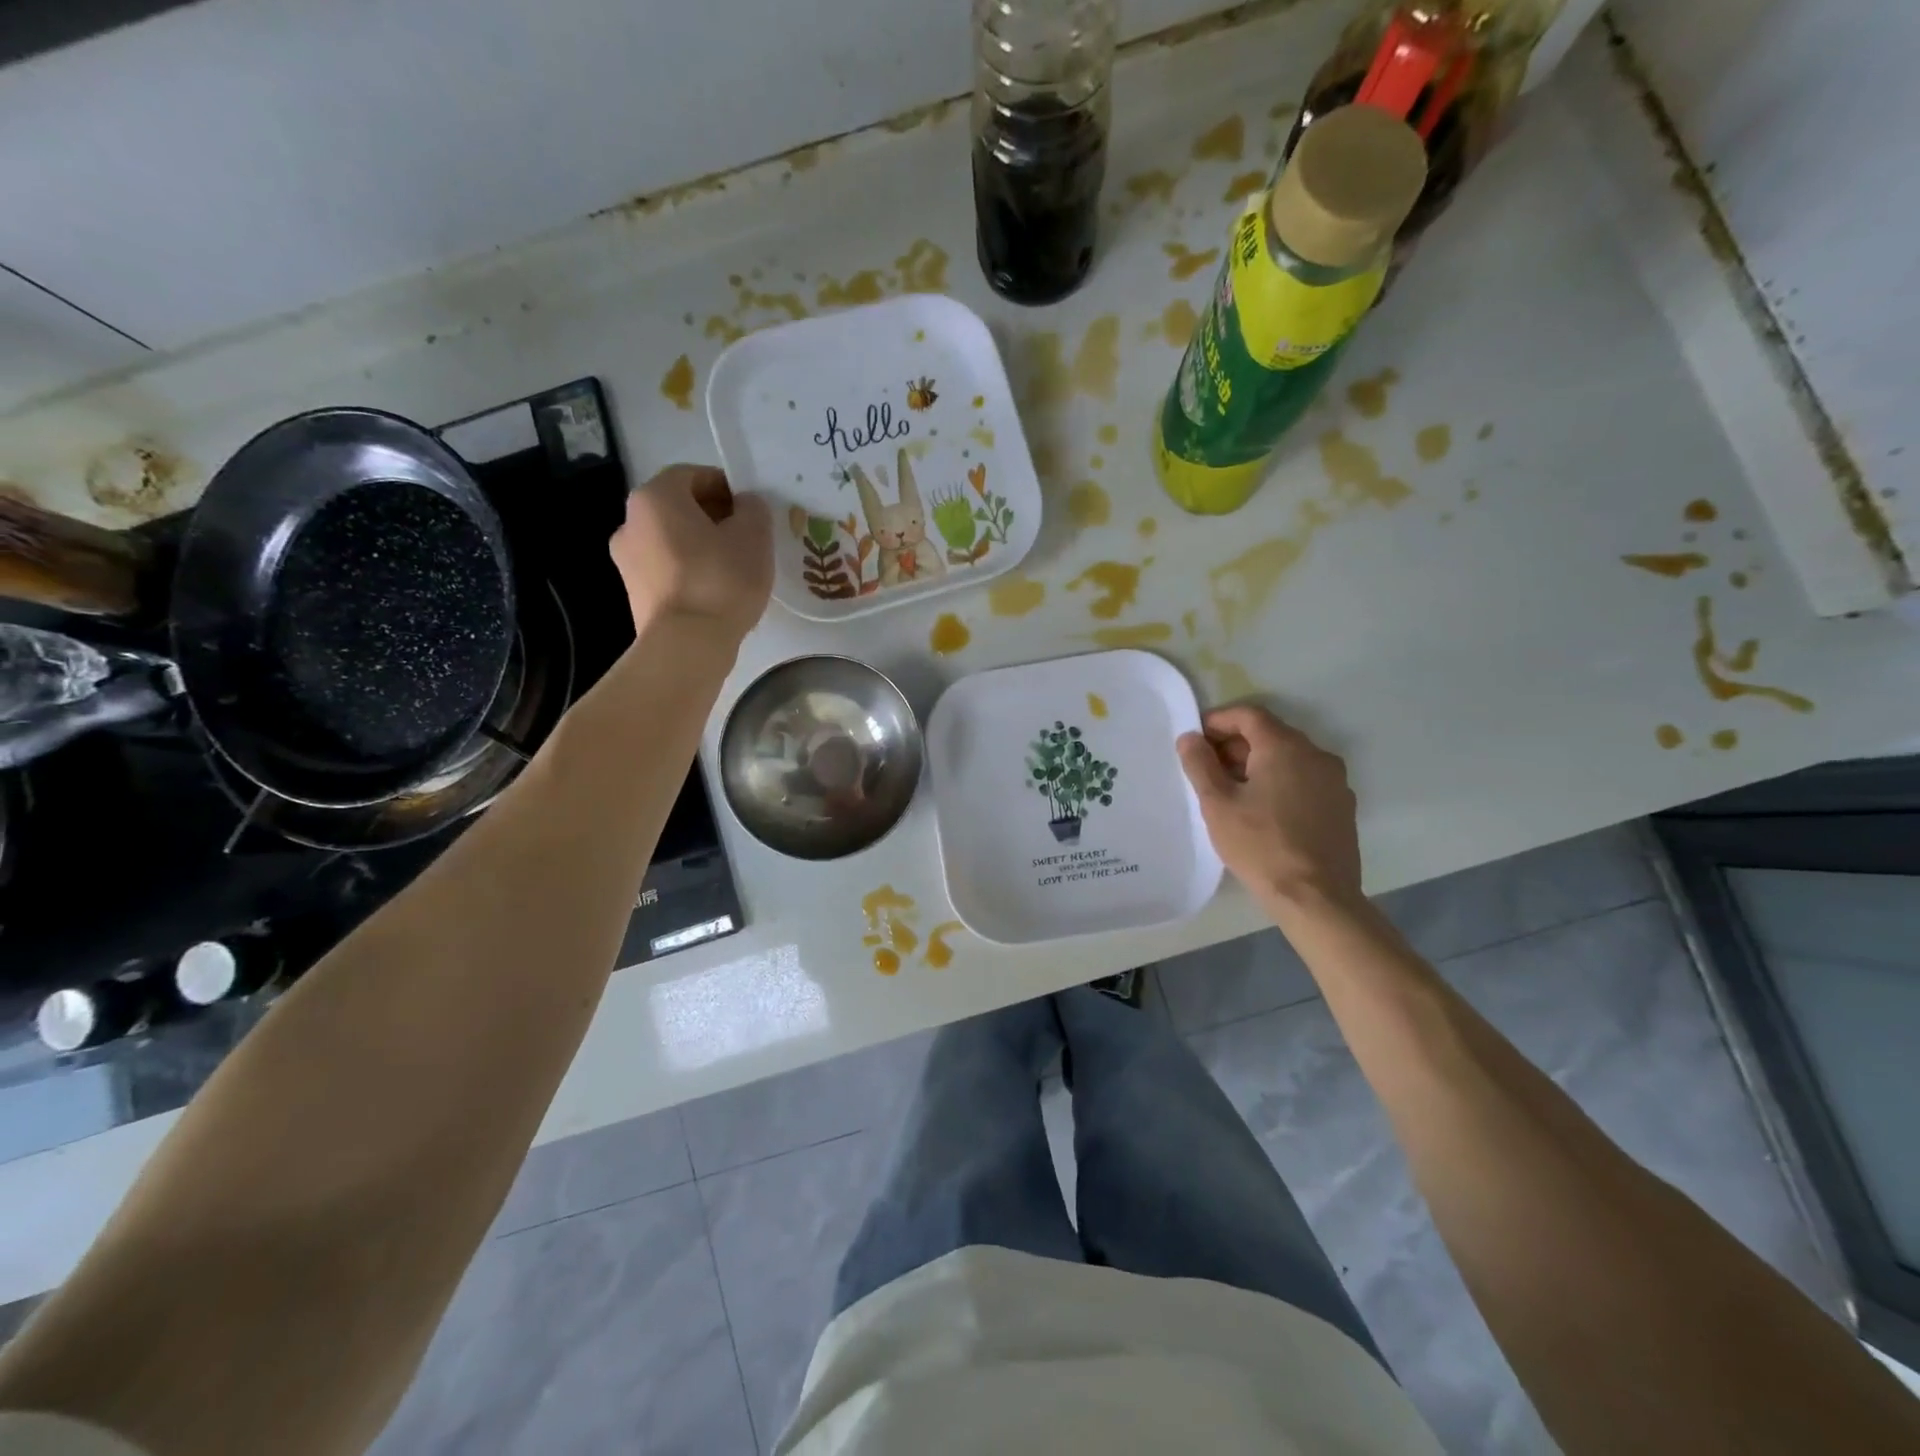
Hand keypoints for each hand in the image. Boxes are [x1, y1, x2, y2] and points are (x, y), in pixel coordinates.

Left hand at [609, 465, 772, 640]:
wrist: (687, 645)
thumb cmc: (721, 580)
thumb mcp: (753, 537)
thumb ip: (753, 509)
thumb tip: (745, 505)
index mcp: (655, 497)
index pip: (693, 475)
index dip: (726, 487)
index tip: (751, 510)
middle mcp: (630, 522)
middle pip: (678, 508)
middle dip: (712, 518)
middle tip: (746, 539)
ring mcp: (626, 560)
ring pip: (671, 541)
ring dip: (700, 546)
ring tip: (733, 569)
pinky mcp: (633, 593)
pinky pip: (667, 570)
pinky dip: (689, 572)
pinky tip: (715, 592)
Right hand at [1177, 705, 1363, 907]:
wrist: (1316, 897)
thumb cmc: (1260, 845)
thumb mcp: (1217, 804)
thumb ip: (1200, 764)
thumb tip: (1190, 738)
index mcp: (1285, 747)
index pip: (1248, 715)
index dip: (1217, 721)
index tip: (1195, 740)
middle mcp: (1316, 754)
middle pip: (1270, 734)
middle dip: (1235, 745)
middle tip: (1206, 769)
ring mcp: (1335, 781)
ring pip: (1289, 758)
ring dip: (1257, 764)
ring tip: (1231, 792)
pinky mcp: (1342, 806)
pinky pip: (1305, 780)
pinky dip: (1280, 782)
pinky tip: (1262, 811)